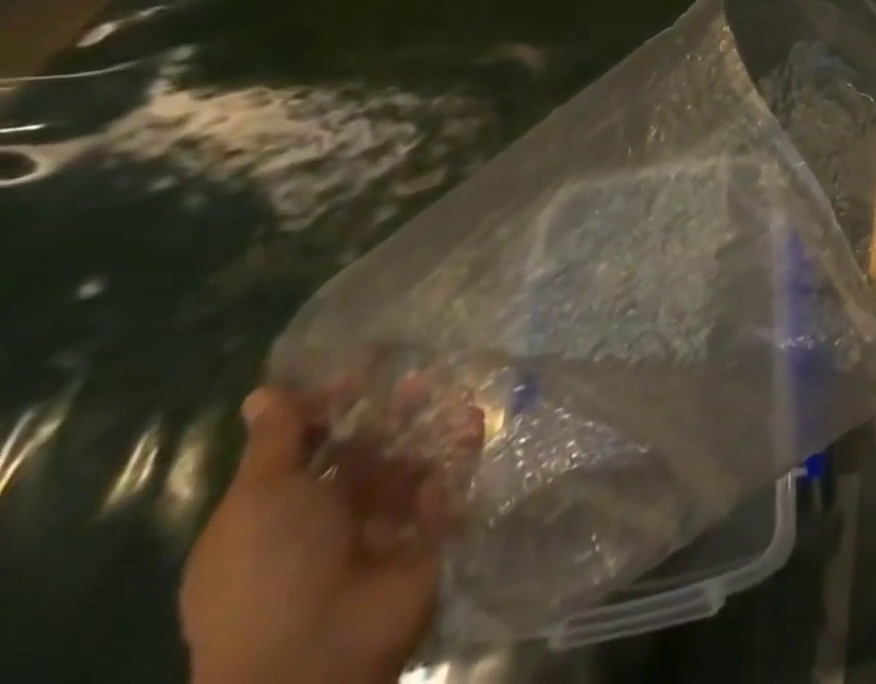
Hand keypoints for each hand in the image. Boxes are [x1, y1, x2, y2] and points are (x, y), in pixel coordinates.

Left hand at [180, 388, 448, 683]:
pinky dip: (459, 455)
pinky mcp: (425, 537)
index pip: (309, 447)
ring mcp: (380, 529)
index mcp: (278, 513)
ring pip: (409, 464)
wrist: (314, 654)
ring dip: (430, 428)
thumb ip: (274, 443)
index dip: (333, 407)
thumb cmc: (269, 570)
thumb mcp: (258, 499)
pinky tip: (470, 425)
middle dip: (391, 413)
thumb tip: (263, 392)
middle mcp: (328, 518)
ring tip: (455, 393)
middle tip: (421, 375)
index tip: (365, 368)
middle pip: (365, 452)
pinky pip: (445, 487)